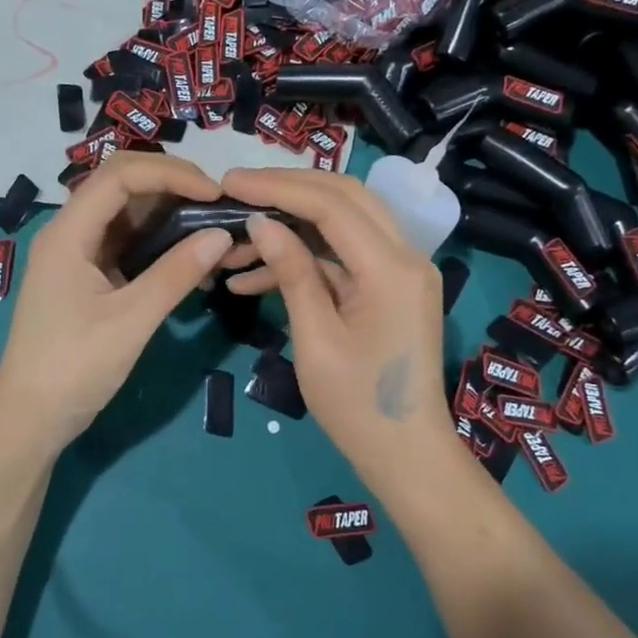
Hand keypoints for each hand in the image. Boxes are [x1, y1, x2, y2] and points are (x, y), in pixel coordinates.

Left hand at [0, 153, 233, 450]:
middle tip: (219, 203)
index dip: (170, 173)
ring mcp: (79, 254)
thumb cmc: (73, 368)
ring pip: (129, 214)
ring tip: (214, 226)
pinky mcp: (89, 276)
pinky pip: (129, 243)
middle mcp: (71, 232)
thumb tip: (222, 235)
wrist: (31, 420)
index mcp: (69, 233)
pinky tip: (193, 258)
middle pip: (123, 185)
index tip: (215, 192)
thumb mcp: (131, 320)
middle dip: (173, 185)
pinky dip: (162, 243)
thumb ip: (176, 273)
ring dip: (171, 214)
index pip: (120, 175)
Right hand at [219, 168, 453, 476]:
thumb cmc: (358, 408)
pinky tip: (253, 278)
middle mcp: (406, 255)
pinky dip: (305, 260)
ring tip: (234, 245)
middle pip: (345, 197)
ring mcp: (402, 270)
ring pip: (343, 223)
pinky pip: (344, 256)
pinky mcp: (391, 286)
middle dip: (287, 190)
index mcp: (391, 268)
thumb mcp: (315, 340)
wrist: (407, 456)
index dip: (278, 186)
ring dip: (291, 226)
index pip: (331, 204)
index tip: (229, 181)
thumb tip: (260, 222)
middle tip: (236, 191)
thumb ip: (292, 272)